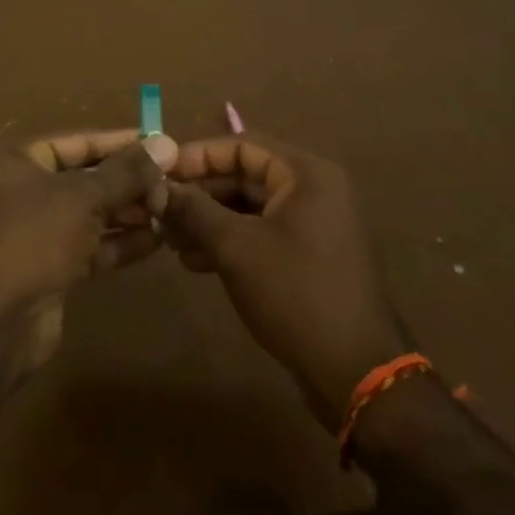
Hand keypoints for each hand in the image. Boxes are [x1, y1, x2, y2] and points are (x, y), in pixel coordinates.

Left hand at [0, 129, 177, 368]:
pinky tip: (156, 240)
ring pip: (90, 215)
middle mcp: (23, 191)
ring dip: (129, 212)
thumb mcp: (82, 196)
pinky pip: (90, 247)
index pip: (77, 142)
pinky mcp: (49, 270)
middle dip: (129, 182)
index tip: (162, 144)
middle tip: (173, 184)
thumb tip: (165, 143)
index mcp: (17, 160)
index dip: (120, 143)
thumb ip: (126, 172)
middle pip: (85, 178)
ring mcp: (35, 233)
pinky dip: (120, 243)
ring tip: (170, 210)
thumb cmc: (31, 238)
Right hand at [152, 132, 408, 429]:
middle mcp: (313, 189)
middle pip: (245, 175)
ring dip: (209, 219)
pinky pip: (262, 233)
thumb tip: (158, 188)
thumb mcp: (236, 247)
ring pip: (250, 207)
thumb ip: (194, 210)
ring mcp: (313, 224)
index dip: (198, 155)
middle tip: (160, 210)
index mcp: (306, 174)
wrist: (355, 370)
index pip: (242, 144)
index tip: (160, 172)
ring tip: (171, 241)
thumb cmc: (295, 293)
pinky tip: (195, 261)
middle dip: (200, 192)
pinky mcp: (309, 255)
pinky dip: (229, 241)